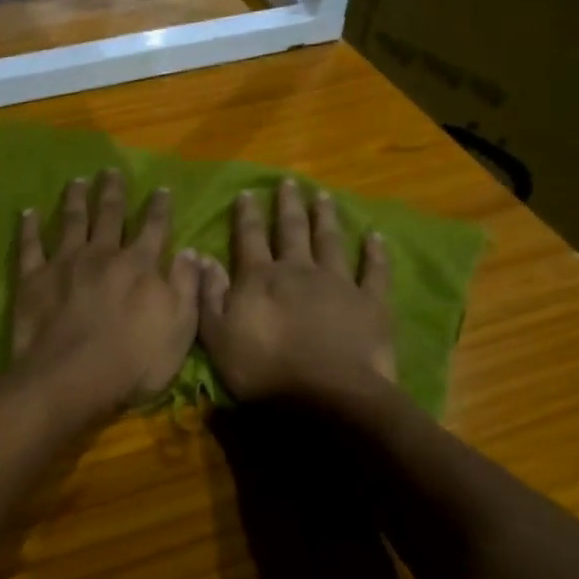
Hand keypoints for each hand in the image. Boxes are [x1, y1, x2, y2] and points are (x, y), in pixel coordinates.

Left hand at [10, 170, 200, 412]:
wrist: (71, 379)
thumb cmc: (133, 363)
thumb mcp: (180, 330)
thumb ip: (186, 287)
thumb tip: (192, 252)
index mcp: (139, 266)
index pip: (154, 228)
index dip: (159, 208)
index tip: (161, 188)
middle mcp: (102, 254)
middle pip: (109, 215)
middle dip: (113, 191)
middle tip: (111, 170)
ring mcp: (64, 263)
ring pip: (71, 221)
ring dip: (75, 199)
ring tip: (77, 181)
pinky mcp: (33, 279)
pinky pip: (30, 245)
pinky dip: (28, 227)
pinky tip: (27, 211)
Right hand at [198, 180, 396, 405]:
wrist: (326, 396)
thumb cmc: (264, 371)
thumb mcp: (217, 337)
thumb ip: (209, 295)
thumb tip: (202, 258)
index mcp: (260, 278)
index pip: (249, 238)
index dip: (247, 215)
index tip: (247, 193)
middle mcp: (298, 270)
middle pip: (292, 230)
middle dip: (288, 205)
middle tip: (289, 182)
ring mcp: (338, 283)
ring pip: (330, 241)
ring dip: (326, 217)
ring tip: (323, 196)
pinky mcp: (371, 302)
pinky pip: (374, 270)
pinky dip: (375, 252)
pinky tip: (376, 235)